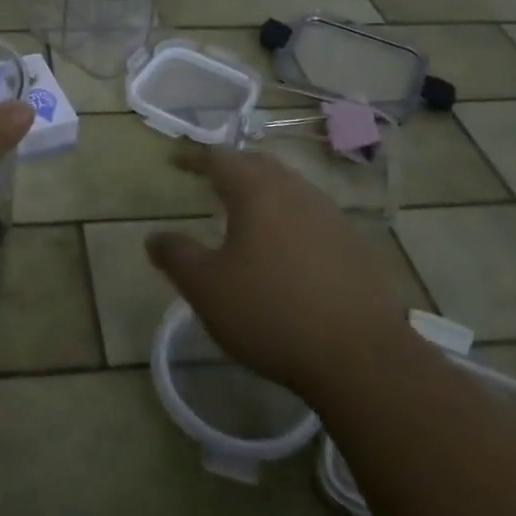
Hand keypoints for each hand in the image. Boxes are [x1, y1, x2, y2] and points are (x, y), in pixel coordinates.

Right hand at [146, 143, 412, 398]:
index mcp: (258, 193)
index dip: (195, 158)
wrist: (360, 357)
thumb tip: (154, 237)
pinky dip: (289, 218)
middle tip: (211, 178)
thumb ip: (176, 256)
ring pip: (290, 189)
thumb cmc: (270, 313)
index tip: (176, 162)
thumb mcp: (206, 288)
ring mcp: (331, 217)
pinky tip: (286, 246)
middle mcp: (297, 193)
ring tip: (246, 210)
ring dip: (264, 191)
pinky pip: (313, 216)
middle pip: (259, 166)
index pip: (220, 159)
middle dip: (232, 168)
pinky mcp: (355, 246)